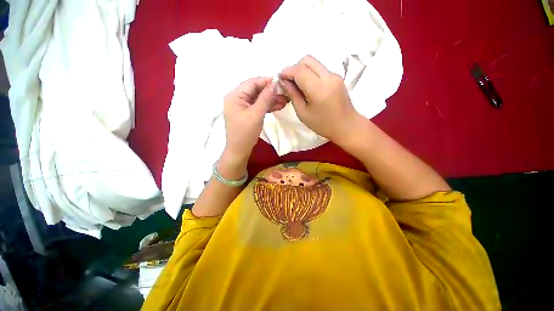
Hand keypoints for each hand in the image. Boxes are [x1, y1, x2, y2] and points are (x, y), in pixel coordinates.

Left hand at [221, 77, 287, 177]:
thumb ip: (265, 98)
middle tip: (285, 93)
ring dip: (271, 99)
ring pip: (258, 99)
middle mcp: (237, 98)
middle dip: (271, 92)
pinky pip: (258, 106)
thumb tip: (275, 83)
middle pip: (256, 90)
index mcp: (235, 96)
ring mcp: (242, 106)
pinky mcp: (247, 113)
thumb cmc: (245, 133)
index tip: (281, 82)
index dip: (267, 81)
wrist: (240, 150)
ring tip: (285, 101)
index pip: (252, 83)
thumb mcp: (256, 114)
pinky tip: (278, 106)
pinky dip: (267, 106)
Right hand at [278, 55, 363, 145]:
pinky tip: (308, 86)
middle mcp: (328, 77)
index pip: (299, 70)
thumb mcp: (303, 113)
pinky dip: (310, 73)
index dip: (287, 71)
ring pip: (314, 62)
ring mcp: (334, 75)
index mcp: (318, 89)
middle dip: (294, 68)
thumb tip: (284, 82)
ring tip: (298, 85)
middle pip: (307, 60)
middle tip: (289, 82)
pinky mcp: (337, 77)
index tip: (279, 79)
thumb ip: (293, 95)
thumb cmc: (322, 124)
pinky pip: (320, 69)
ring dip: (302, 70)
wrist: (346, 126)